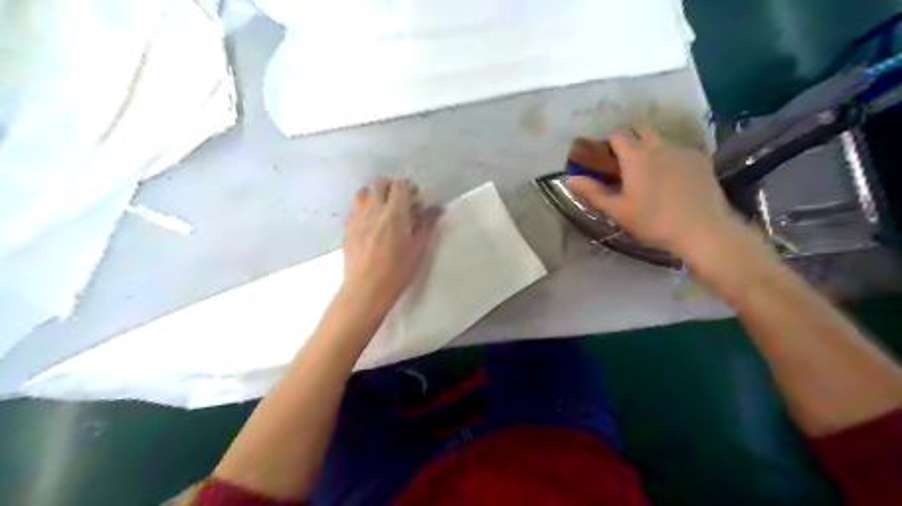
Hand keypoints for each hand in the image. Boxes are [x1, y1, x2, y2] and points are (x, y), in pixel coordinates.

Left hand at [343, 178, 441, 312]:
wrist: (366, 288)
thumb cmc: (397, 270)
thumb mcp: (418, 249)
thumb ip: (427, 225)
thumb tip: (436, 208)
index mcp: (394, 213)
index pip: (399, 186)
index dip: (409, 188)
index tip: (415, 197)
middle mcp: (373, 210)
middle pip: (379, 184)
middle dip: (390, 186)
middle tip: (399, 199)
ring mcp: (357, 218)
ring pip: (363, 193)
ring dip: (374, 194)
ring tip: (382, 207)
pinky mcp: (347, 228)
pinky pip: (355, 209)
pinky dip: (364, 209)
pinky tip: (370, 223)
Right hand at [566, 128, 744, 257]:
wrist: (702, 230)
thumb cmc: (654, 221)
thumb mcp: (618, 210)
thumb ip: (593, 192)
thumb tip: (569, 179)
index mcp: (636, 156)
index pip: (617, 135)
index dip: (607, 143)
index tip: (603, 159)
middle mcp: (659, 145)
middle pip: (640, 130)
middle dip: (629, 140)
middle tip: (623, 165)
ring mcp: (683, 150)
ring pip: (660, 140)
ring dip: (649, 149)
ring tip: (648, 174)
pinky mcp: (701, 159)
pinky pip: (678, 150)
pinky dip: (669, 158)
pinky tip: (671, 180)